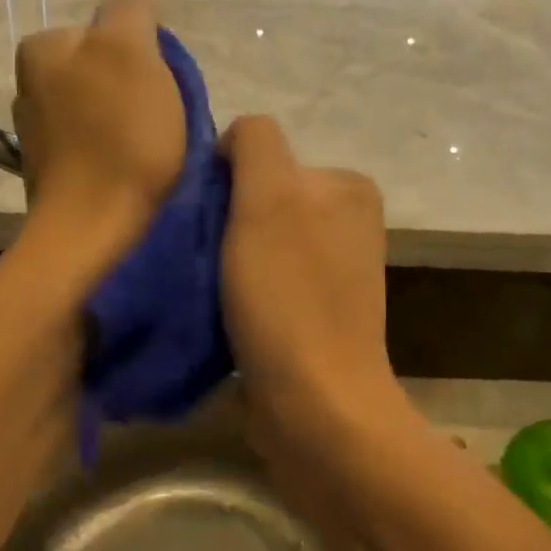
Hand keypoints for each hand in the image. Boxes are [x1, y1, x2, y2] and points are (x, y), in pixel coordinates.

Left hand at [12, 0, 185, 266]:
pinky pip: (95, 145)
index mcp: (42, 48)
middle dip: (137, 88)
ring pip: (102, 109)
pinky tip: (133, 172)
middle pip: (106, 70)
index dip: (148, 53)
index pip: (110, 28)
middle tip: (164, 118)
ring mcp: (38, 133)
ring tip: (153, 149)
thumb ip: (132, 11)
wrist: (95, 229)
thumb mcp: (131, 51)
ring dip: (130, 121)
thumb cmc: (119, 136)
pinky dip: (117, 152)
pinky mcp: (53, 173)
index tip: (165, 86)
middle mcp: (29, 85)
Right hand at [219, 116, 403, 455]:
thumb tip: (233, 142)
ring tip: (207, 292)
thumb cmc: (289, 298)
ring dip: (222, 261)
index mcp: (347, 186)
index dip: (225, 184)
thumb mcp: (270, 198)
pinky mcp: (313, 315)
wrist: (315, 408)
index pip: (262, 156)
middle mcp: (347, 222)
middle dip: (223, 224)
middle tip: (203, 261)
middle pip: (258, 201)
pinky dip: (234, 294)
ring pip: (253, 244)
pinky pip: (260, 284)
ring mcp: (332, 272)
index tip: (208, 225)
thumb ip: (256, 144)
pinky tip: (220, 315)